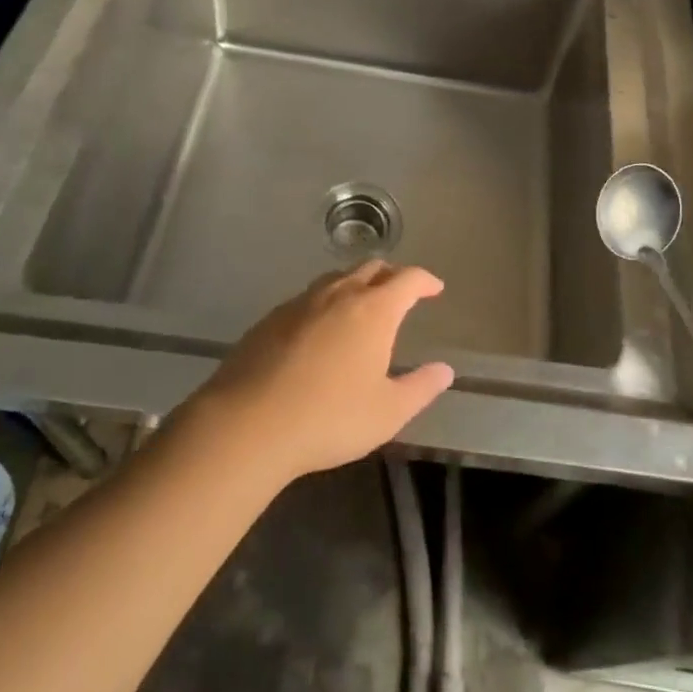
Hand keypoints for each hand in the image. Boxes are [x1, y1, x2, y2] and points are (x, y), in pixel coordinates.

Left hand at [188, 261, 455, 483]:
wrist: (248, 423)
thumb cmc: (329, 417)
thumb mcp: (387, 412)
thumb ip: (421, 388)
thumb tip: (445, 370)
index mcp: (374, 310)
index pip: (408, 279)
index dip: (425, 280)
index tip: (435, 289)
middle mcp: (340, 294)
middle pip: (372, 267)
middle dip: (392, 275)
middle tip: (401, 292)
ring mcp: (302, 302)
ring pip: (337, 278)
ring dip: (357, 283)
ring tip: (362, 304)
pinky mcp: (272, 318)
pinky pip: (309, 298)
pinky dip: (326, 302)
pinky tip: (320, 328)